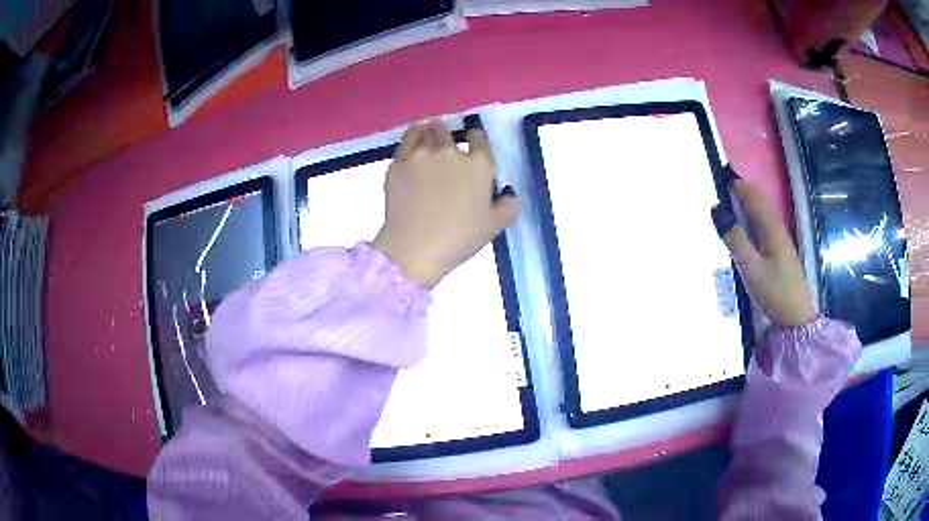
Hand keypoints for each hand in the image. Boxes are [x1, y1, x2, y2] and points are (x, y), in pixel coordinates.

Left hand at [371, 120, 518, 288]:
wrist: (415, 247)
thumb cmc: (459, 238)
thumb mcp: (494, 226)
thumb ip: (508, 207)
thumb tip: (509, 194)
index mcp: (479, 165)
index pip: (479, 138)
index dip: (476, 138)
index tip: (473, 141)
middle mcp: (451, 152)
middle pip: (449, 132)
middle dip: (449, 133)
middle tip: (445, 139)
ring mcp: (423, 154)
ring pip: (428, 131)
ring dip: (431, 131)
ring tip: (429, 133)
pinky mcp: (400, 161)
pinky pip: (408, 137)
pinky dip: (413, 134)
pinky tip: (414, 136)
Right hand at [713, 179, 814, 327]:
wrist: (796, 319)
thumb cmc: (774, 292)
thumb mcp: (751, 268)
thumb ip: (735, 240)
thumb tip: (717, 211)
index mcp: (771, 228)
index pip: (753, 196)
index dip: (738, 184)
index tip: (721, 173)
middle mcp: (778, 229)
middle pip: (760, 202)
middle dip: (744, 189)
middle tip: (725, 182)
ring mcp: (781, 242)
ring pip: (764, 213)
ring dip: (749, 202)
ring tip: (733, 198)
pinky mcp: (781, 253)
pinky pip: (766, 225)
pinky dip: (754, 217)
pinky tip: (749, 224)